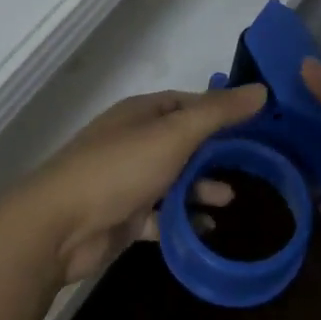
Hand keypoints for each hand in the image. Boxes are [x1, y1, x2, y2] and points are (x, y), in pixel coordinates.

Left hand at [7, 84, 267, 284]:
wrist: (60, 225)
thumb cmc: (120, 169)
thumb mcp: (174, 134)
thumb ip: (217, 113)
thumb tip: (261, 90)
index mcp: (141, 114)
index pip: (186, 103)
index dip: (219, 111)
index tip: (254, 124)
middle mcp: (133, 141)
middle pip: (182, 142)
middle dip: (213, 153)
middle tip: (251, 165)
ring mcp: (127, 180)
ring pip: (173, 180)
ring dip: (200, 187)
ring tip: (230, 199)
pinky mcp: (124, 216)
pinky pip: (161, 215)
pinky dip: (183, 220)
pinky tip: (207, 229)